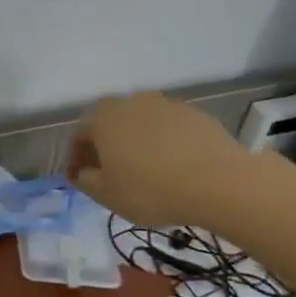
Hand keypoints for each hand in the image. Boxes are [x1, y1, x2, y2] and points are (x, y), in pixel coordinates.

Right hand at [67, 92, 252, 227]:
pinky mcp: (195, 114)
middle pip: (109, 125)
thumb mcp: (106, 194)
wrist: (219, 182)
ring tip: (144, 172)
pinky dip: (164, 144)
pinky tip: (173, 168)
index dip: (75, 159)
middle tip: (110, 175)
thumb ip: (84, 180)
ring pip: (140, 125)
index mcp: (102, 117)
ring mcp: (166, 104)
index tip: (80, 181)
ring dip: (135, 144)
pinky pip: (168, 130)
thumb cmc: (150, 189)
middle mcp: (130, 102)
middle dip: (105, 148)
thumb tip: (82, 171)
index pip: (78, 136)